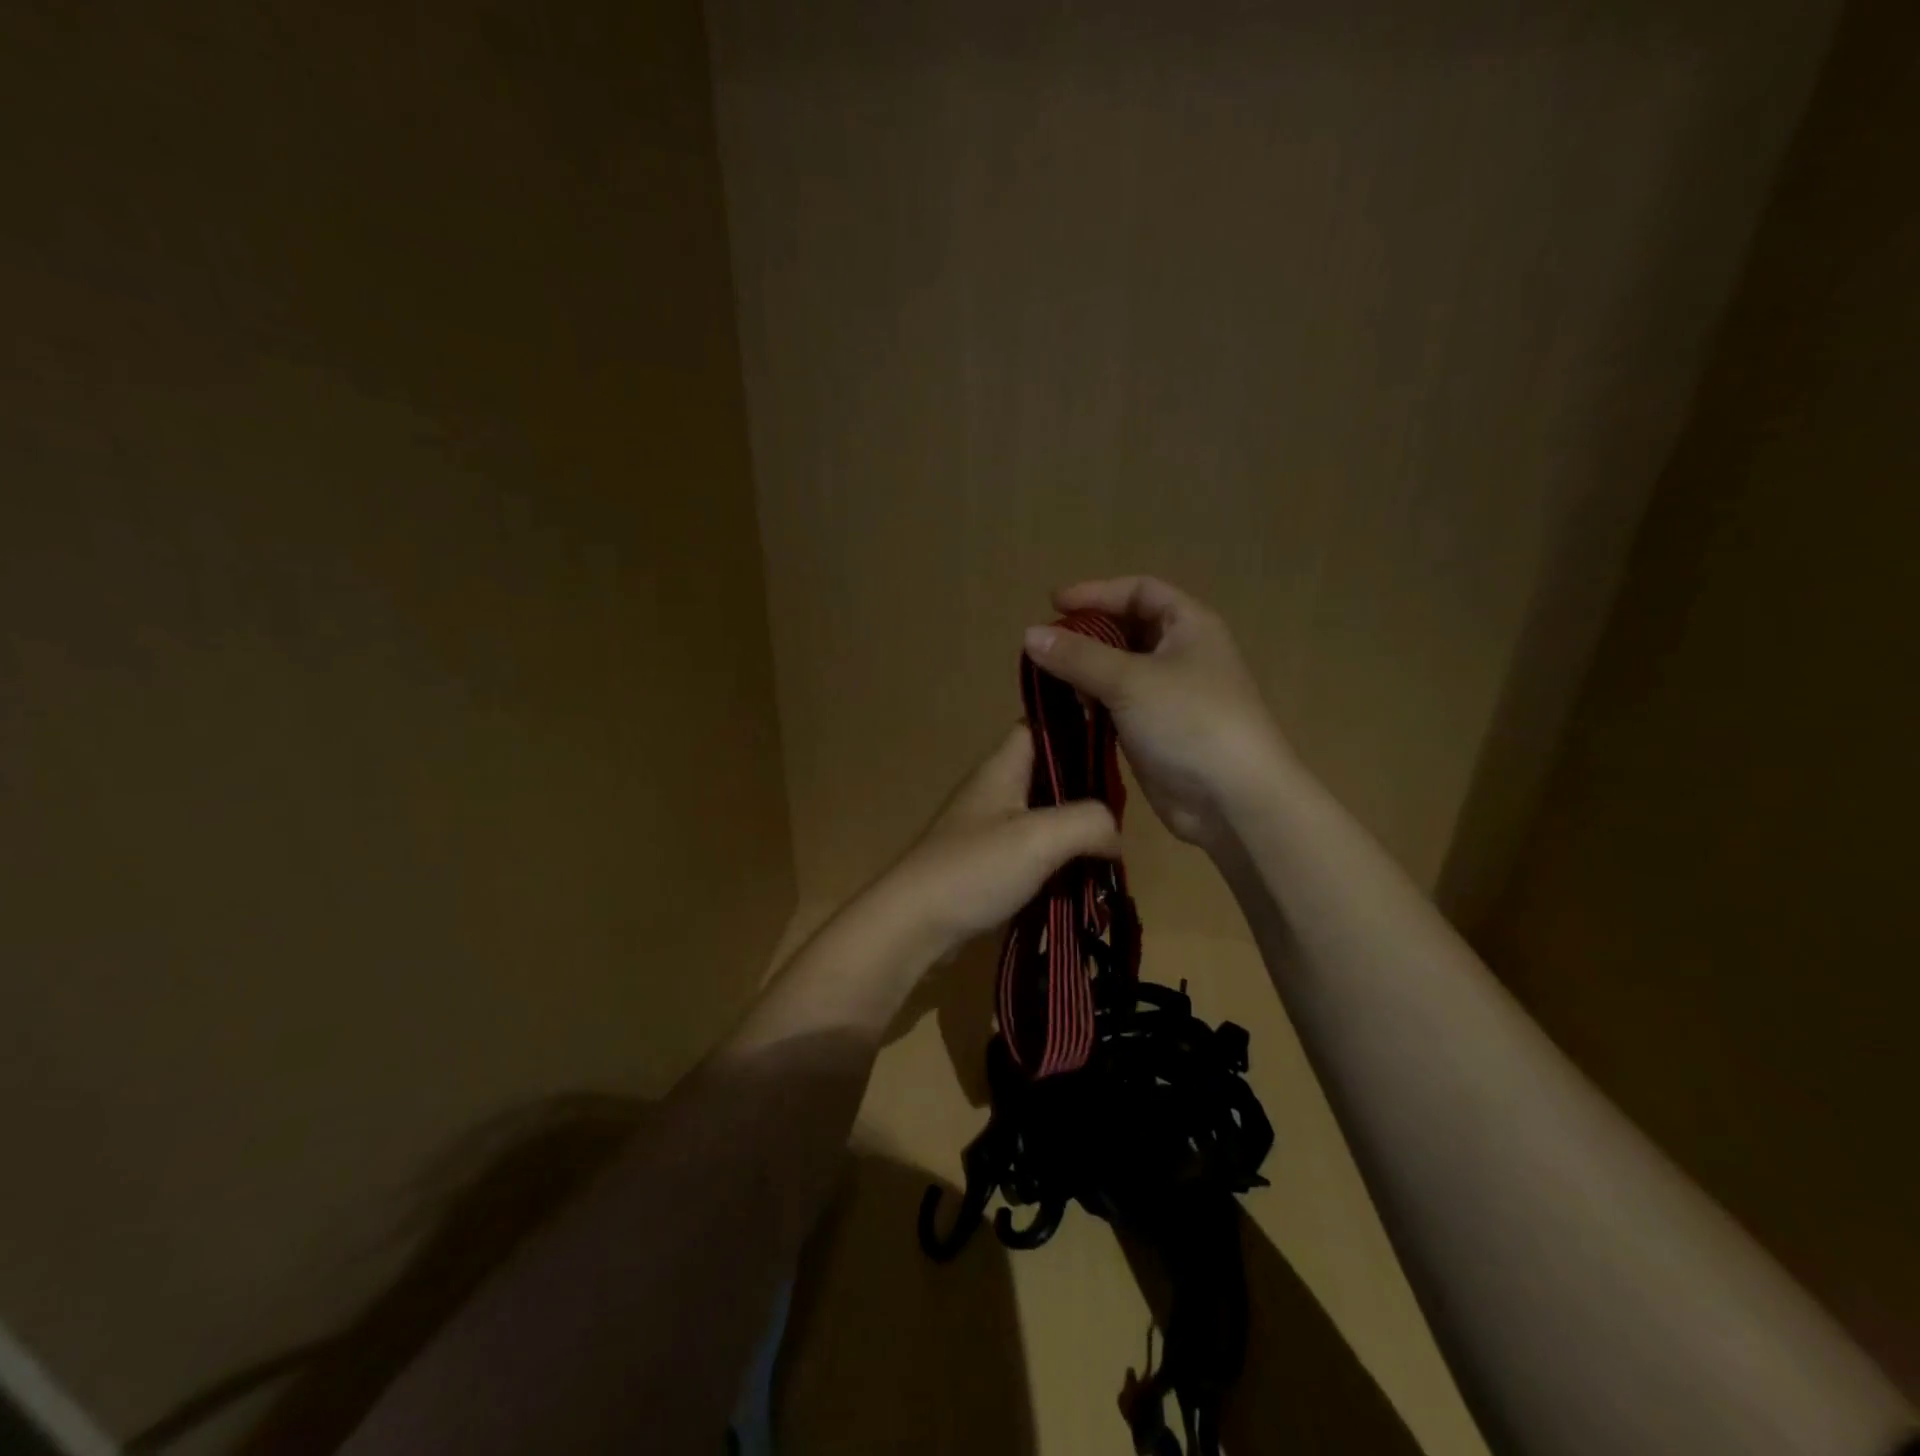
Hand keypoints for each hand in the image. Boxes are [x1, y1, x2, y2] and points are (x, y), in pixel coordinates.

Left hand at [875, 725, 1119, 957]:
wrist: (915, 924)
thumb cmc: (975, 869)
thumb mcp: (1041, 837)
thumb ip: (1088, 822)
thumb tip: (1114, 835)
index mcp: (1001, 769)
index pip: (1037, 726)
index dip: (1073, 727)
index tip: (1115, 743)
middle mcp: (994, 791)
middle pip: (1046, 774)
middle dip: (1083, 789)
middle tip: (1122, 810)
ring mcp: (987, 829)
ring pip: (1042, 816)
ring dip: (1072, 831)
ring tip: (1110, 848)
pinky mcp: (986, 864)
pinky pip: (1031, 851)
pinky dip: (1055, 860)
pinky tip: (1081, 877)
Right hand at [1024, 576, 1289, 846]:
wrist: (1233, 799)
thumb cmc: (1189, 721)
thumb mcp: (1129, 680)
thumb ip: (1077, 656)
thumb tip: (1029, 634)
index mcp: (1188, 625)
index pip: (1139, 591)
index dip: (1097, 592)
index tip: (1054, 604)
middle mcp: (1181, 654)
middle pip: (1127, 630)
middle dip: (1086, 635)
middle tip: (1045, 647)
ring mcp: (1170, 696)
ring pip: (1119, 671)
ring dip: (1085, 672)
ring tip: (1046, 680)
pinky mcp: (1157, 731)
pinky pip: (1118, 706)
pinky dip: (1093, 704)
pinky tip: (1066, 711)